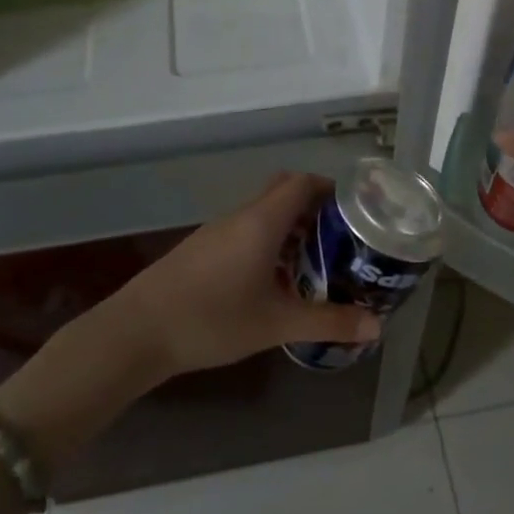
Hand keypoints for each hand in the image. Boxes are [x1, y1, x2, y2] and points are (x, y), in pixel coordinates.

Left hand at [102, 172, 380, 377]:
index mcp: (262, 221)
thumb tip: (376, 327)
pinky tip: (273, 280)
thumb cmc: (212, 319)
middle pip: (283, 191)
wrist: (137, 332)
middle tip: (340, 236)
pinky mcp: (201, 249)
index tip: (356, 210)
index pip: (303, 182)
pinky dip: (267, 242)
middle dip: (314, 206)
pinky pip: (244, 230)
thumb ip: (328, 322)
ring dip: (290, 226)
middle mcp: (241, 216)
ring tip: (315, 260)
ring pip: (263, 212)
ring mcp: (217, 231)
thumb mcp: (276, 324)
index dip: (331, 189)